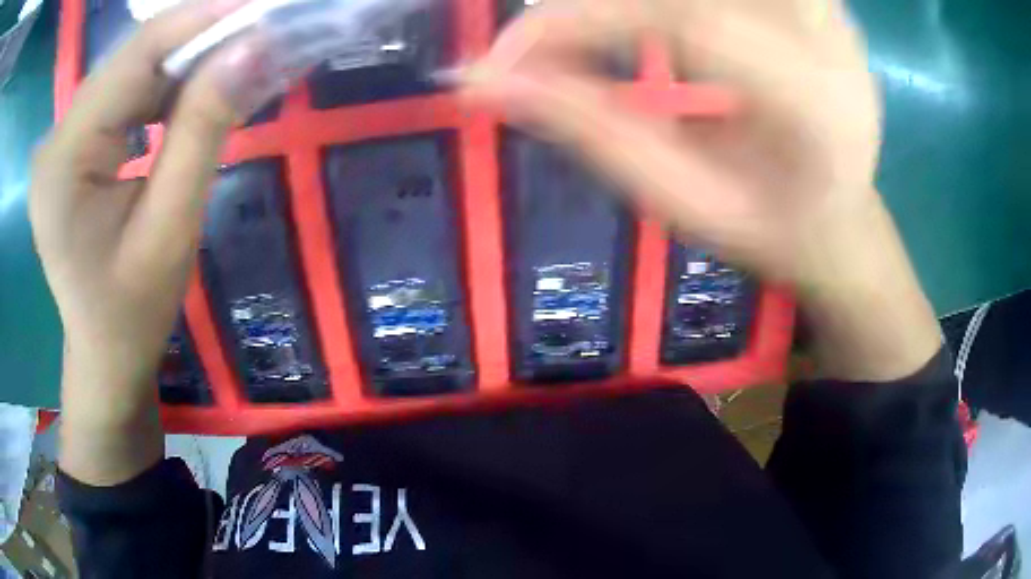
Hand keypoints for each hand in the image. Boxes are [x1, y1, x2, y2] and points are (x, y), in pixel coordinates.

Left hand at [29, 0, 266, 484]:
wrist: (105, 355)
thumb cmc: (133, 312)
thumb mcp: (171, 228)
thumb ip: (203, 131)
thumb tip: (253, 50)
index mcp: (64, 161)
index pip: (134, 57)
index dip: (199, 21)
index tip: (262, 11)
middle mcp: (56, 138)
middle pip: (130, 59)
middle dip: (195, 42)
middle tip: (256, 42)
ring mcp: (61, 141)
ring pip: (129, 71)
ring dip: (182, 64)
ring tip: (229, 70)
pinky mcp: (72, 147)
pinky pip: (122, 95)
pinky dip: (162, 88)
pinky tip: (189, 100)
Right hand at [466, 0, 940, 380]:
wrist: (842, 222)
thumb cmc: (770, 230)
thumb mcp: (683, 203)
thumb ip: (593, 133)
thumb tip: (486, 82)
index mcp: (813, 107)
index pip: (687, 19)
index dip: (583, 19)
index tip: (505, 57)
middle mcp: (830, 42)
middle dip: (599, 5)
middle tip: (545, 43)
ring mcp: (830, 13)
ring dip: (632, 6)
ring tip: (596, 37)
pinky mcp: (818, 1)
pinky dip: (670, 5)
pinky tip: (652, 25)